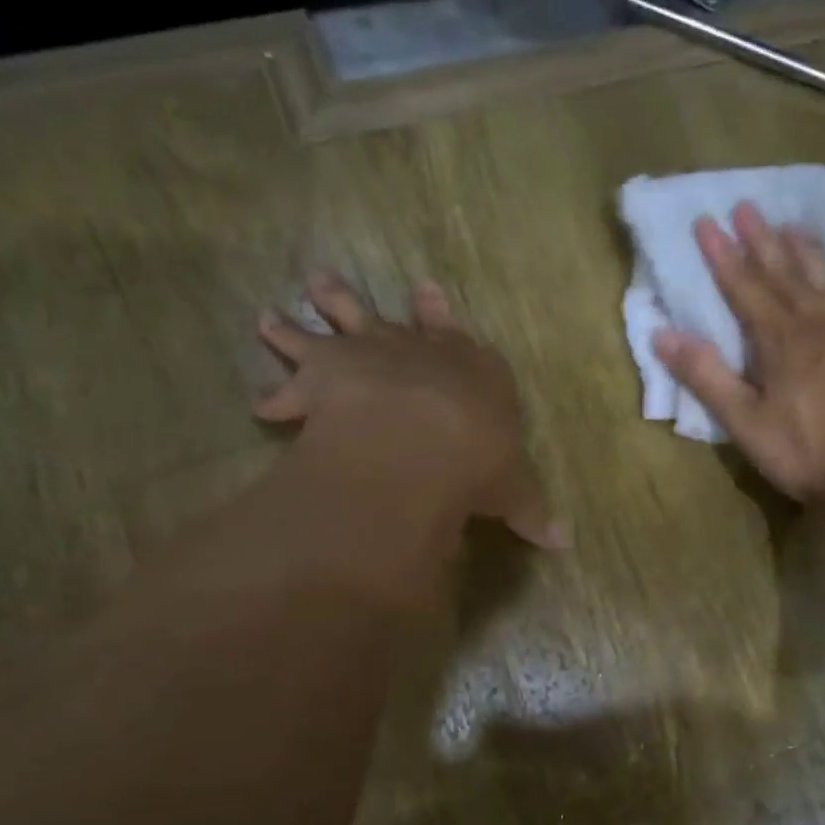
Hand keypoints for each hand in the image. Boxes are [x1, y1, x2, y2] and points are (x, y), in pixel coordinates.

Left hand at [256, 271, 564, 548]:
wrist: (424, 439)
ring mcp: (370, 353)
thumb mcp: (514, 488)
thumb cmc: (480, 456)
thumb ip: (530, 509)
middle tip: (326, 281)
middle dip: (361, 302)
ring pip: (332, 326)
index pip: (458, 336)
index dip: (442, 318)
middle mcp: (418, 350)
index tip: (427, 292)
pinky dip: (277, 395)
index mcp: (471, 368)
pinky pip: (293, 381)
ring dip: (302, 324)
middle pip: (387, 319)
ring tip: (270, 316)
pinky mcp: (326, 374)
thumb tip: (563, 543)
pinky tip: (261, 405)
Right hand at [652, 203, 824, 508]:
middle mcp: (819, 328)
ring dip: (811, 255)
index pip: (746, 288)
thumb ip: (705, 375)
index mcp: (781, 341)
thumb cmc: (800, 451)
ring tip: (798, 226)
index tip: (707, 221)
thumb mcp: (742, 420)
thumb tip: (664, 334)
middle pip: (787, 276)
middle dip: (764, 241)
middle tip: (749, 206)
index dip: (724, 256)